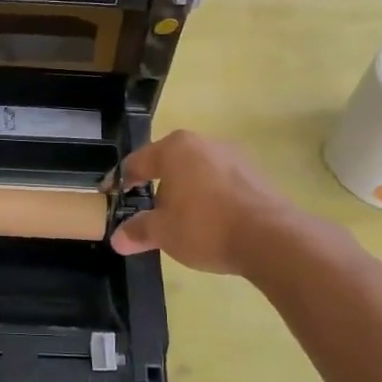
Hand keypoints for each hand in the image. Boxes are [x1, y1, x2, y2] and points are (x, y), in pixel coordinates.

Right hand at [110, 130, 308, 276]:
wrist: (270, 238)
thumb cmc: (204, 226)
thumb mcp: (163, 232)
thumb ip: (138, 231)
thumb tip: (117, 238)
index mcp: (175, 148)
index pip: (137, 162)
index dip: (120, 180)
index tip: (110, 194)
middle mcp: (204, 143)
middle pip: (170, 164)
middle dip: (157, 186)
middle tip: (147, 212)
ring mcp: (234, 157)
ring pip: (198, 173)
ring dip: (186, 193)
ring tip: (181, 222)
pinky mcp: (257, 176)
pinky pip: (222, 184)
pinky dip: (211, 200)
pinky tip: (211, 224)